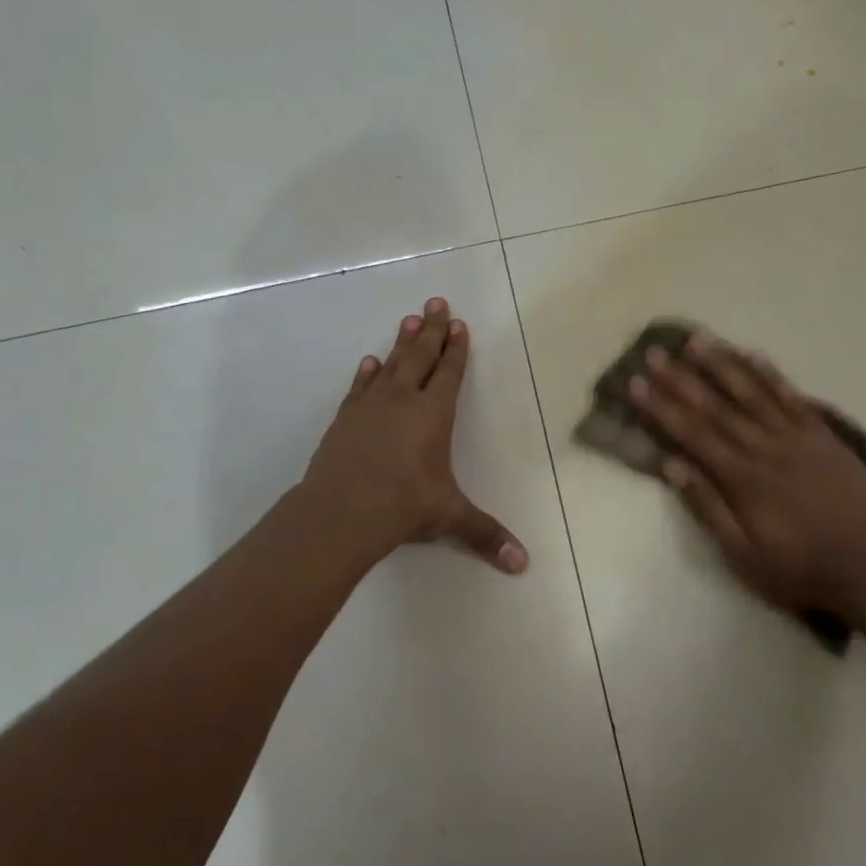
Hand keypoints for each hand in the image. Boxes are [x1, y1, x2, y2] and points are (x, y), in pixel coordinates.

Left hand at [302, 298, 527, 572]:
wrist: (341, 511)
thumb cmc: (404, 506)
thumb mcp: (450, 517)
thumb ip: (486, 534)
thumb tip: (523, 564)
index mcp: (433, 414)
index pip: (449, 373)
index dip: (456, 348)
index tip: (459, 324)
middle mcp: (403, 400)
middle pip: (420, 356)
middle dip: (431, 329)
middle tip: (435, 301)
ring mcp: (370, 406)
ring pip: (390, 364)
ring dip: (402, 342)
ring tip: (409, 319)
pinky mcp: (345, 419)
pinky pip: (360, 387)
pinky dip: (367, 373)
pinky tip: (369, 361)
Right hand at [627, 332, 865, 618]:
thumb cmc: (801, 569)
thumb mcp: (744, 555)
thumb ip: (708, 507)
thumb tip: (671, 465)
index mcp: (741, 478)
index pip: (692, 433)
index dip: (661, 407)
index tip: (636, 383)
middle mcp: (764, 447)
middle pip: (716, 406)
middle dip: (681, 378)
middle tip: (655, 352)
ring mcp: (797, 437)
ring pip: (752, 392)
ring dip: (722, 364)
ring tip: (696, 340)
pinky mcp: (823, 435)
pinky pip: (792, 397)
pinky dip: (770, 374)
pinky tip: (752, 355)